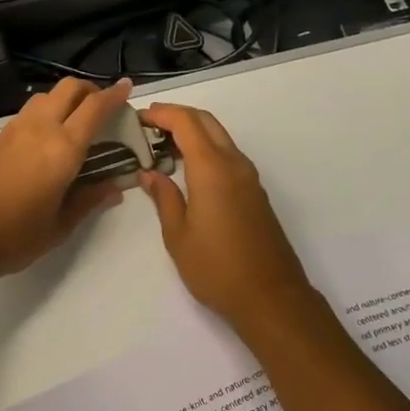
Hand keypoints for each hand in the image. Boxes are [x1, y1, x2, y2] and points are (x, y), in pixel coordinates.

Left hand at [0, 78, 134, 281]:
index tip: (128, 87)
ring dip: (66, 99)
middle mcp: (40, 129)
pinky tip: (50, 137)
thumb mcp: (60, 226)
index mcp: (63, 148)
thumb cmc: (14, 236)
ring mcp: (15, 130)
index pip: (95, 108)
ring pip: (46, 96)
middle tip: (104, 108)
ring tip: (77, 121)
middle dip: (90, 90)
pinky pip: (30, 111)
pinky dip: (48, 111)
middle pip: (68, 89)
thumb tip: (115, 187)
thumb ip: (89, 201)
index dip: (114, 95)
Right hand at [137, 104, 318, 333]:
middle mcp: (234, 164)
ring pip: (219, 137)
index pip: (186, 122)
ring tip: (162, 146)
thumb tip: (150, 173)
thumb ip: (164, 198)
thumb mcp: (178, 236)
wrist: (271, 297)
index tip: (138, 117)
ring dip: (193, 132)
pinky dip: (205, 149)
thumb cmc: (217, 268)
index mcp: (212, 169)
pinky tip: (187, 169)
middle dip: (177, 116)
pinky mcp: (255, 192)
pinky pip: (227, 155)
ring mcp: (249, 177)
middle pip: (206, 122)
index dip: (161, 113)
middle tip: (148, 126)